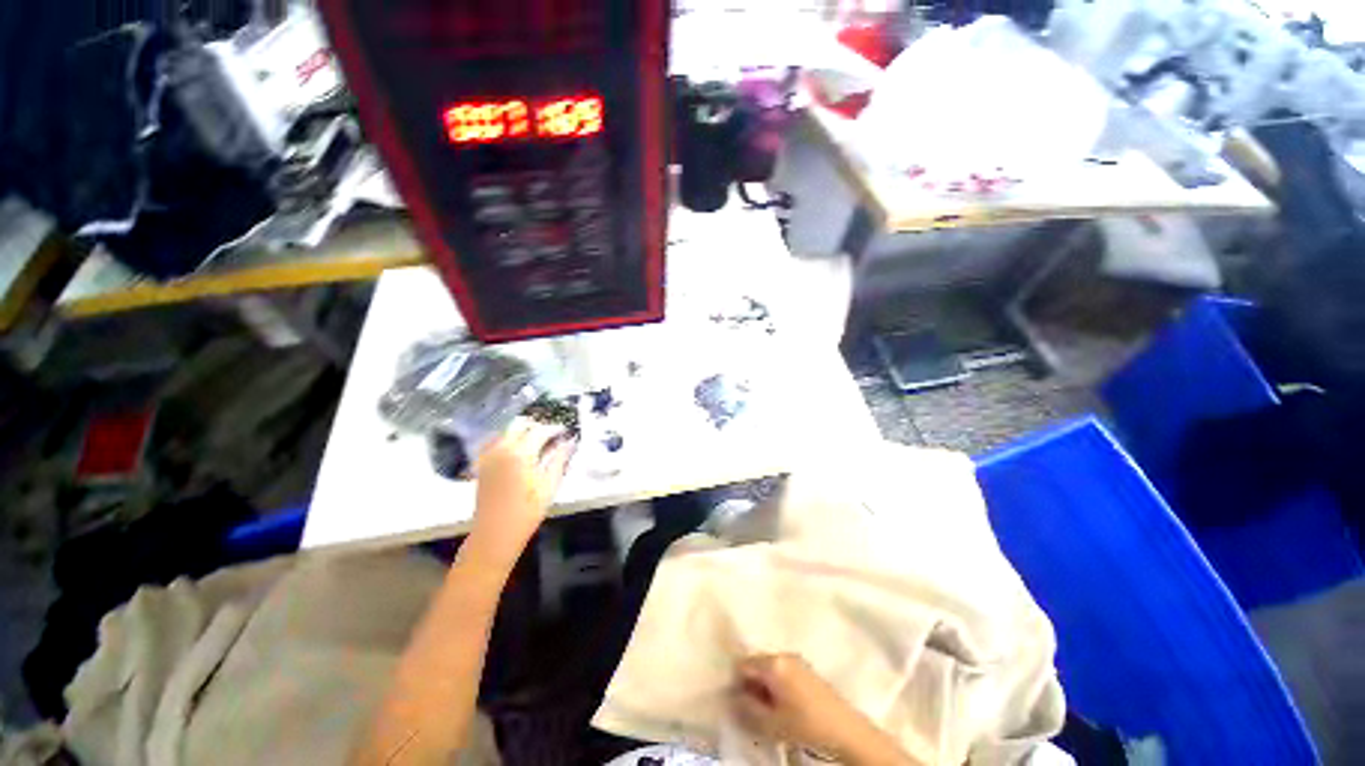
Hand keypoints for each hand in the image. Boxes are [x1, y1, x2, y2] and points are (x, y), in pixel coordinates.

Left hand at [467, 417, 576, 569]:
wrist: (494, 534)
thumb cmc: (527, 511)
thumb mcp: (550, 485)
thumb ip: (559, 459)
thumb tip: (569, 442)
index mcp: (521, 453)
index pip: (541, 430)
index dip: (555, 429)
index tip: (565, 432)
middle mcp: (502, 448)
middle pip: (521, 425)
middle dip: (538, 427)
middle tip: (552, 436)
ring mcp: (489, 455)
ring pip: (507, 431)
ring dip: (523, 432)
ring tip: (538, 442)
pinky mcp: (482, 463)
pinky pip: (495, 441)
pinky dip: (508, 439)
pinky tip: (518, 449)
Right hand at [732, 654, 908, 765]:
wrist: (846, 731)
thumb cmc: (806, 725)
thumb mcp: (771, 723)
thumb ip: (747, 709)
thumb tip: (731, 699)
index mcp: (773, 662)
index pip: (742, 664)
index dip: (735, 682)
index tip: (735, 702)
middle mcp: (783, 654)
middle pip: (757, 664)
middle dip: (750, 684)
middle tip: (751, 708)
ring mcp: (797, 661)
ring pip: (770, 669)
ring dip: (764, 687)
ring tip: (768, 710)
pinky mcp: (807, 670)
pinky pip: (782, 672)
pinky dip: (777, 686)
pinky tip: (782, 705)